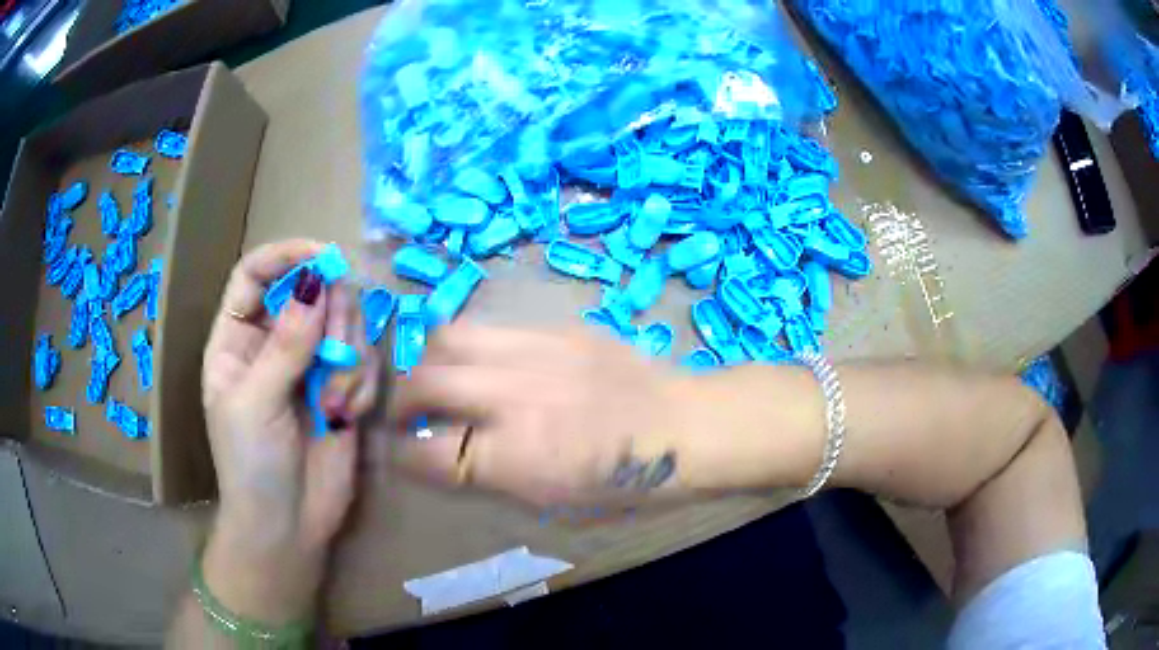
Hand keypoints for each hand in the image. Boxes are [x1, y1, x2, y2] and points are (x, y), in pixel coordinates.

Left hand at [199, 240, 379, 623]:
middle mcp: (275, 343)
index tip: (324, 256)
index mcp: (238, 339)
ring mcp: (311, 365)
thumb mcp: (256, 402)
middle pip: (312, 291)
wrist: (290, 527)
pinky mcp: (343, 387)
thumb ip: (285, 343)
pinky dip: (361, 385)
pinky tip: (345, 417)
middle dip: (331, 318)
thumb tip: (317, 280)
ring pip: (344, 323)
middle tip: (335, 355)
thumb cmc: (252, 465)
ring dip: (348, 360)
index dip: (286, 256)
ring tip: (333, 405)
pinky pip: (365, 361)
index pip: (256, 274)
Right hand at [389, 323, 698, 506]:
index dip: (402, 456)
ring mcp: (536, 351)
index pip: (426, 453)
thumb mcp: (554, 504)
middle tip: (405, 413)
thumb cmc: (626, 484)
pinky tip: (486, 362)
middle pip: (423, 383)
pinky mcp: (557, 327)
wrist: (685, 428)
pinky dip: (473, 347)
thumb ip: (490, 480)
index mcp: (516, 458)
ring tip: (437, 378)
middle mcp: (515, 397)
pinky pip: (492, 326)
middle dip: (399, 401)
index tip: (399, 454)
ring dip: (428, 362)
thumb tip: (440, 458)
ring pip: (448, 338)